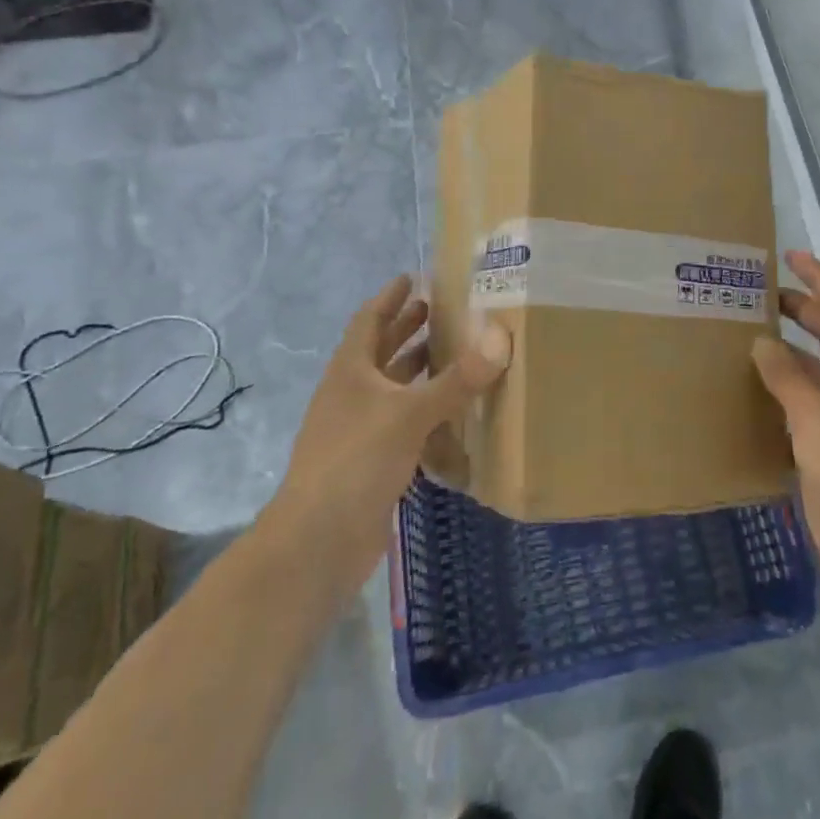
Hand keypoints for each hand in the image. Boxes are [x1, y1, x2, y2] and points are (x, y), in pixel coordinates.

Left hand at [270, 277, 511, 600]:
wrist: (318, 540)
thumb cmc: (357, 459)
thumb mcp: (410, 414)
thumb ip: (457, 380)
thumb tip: (500, 338)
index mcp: (351, 371)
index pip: (369, 320)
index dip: (389, 298)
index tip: (411, 278)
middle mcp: (352, 394)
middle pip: (379, 351)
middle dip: (406, 329)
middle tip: (438, 310)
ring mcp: (358, 429)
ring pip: (391, 389)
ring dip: (416, 370)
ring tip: (451, 353)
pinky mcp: (370, 462)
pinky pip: (401, 424)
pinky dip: (423, 411)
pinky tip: (451, 413)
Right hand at [752, 250, 819, 608]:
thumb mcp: (818, 416)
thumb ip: (787, 375)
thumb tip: (762, 341)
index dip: (819, 279)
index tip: (789, 257)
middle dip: (800, 309)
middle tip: (756, 296)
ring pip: (816, 366)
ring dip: (788, 347)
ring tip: (747, 331)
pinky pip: (805, 399)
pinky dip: (783, 384)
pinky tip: (753, 383)